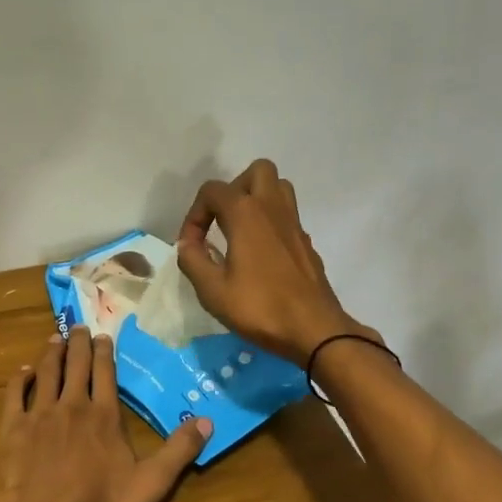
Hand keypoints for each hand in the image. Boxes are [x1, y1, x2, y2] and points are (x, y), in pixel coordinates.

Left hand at [0, 331, 211, 501]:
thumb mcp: (151, 483)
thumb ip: (179, 451)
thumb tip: (208, 420)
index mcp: (104, 415)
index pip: (105, 373)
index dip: (105, 352)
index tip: (104, 336)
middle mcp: (72, 405)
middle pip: (76, 365)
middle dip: (79, 343)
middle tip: (79, 326)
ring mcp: (40, 414)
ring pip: (47, 372)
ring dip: (52, 353)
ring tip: (55, 338)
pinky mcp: (14, 427)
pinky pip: (15, 394)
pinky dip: (20, 378)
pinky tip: (23, 370)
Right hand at [176, 159, 380, 366]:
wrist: (314, 330)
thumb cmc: (259, 307)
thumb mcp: (212, 290)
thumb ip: (192, 260)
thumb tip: (187, 244)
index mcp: (246, 213)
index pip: (212, 191)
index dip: (194, 215)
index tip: (191, 245)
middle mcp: (273, 208)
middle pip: (257, 171)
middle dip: (234, 190)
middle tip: (221, 221)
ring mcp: (295, 224)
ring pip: (278, 188)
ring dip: (257, 200)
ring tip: (239, 231)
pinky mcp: (306, 243)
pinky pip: (287, 216)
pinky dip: (270, 224)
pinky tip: (259, 256)